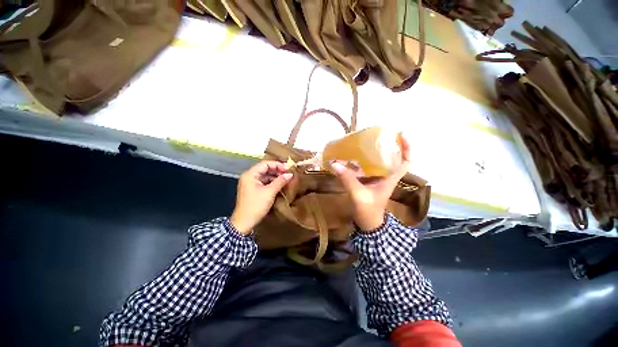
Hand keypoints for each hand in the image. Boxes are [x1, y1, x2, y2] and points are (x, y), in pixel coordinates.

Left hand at [230, 161, 292, 234]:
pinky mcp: (253, 190)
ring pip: (265, 176)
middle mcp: (249, 176)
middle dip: (277, 171)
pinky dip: (272, 183)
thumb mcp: (269, 192)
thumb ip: (280, 181)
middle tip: (289, 174)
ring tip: (286, 179)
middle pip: (265, 169)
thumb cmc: (256, 205)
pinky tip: (280, 185)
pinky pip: (264, 182)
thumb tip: (290, 174)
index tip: (288, 169)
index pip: (265, 164)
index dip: (277, 165)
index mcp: (250, 174)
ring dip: (275, 177)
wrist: (244, 222)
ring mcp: (250, 183)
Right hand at [331, 133, 409, 231]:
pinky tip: (353, 157)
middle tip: (377, 135)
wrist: (367, 224)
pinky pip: (368, 167)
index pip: (406, 161)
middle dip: (388, 145)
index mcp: (390, 178)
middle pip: (393, 157)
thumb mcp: (358, 194)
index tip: (401, 135)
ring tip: (365, 142)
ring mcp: (377, 179)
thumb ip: (348, 179)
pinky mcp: (369, 181)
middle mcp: (386, 176)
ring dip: (374, 152)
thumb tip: (334, 163)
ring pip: (380, 162)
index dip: (407, 148)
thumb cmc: (368, 211)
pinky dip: (362, 161)